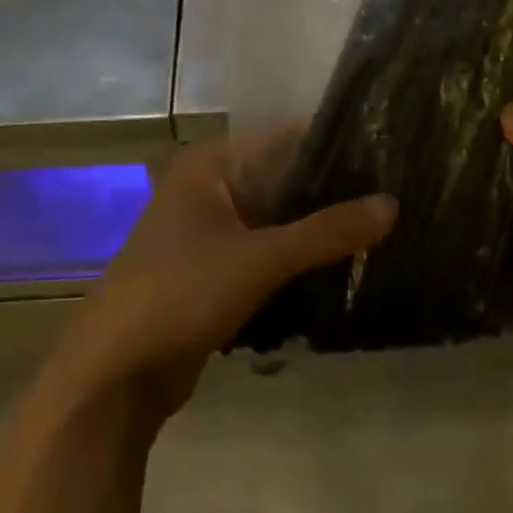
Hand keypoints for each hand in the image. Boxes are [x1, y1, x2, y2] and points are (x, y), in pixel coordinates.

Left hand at [48, 143, 395, 420]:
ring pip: (278, 219)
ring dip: (319, 229)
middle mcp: (209, 188)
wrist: (115, 374)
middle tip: (396, 197)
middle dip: (333, 193)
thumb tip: (394, 204)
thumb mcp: (261, 258)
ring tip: (382, 229)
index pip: (286, 138)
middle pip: (284, 180)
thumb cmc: (181, 294)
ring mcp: (209, 231)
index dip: (336, 147)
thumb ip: (328, 231)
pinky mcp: (214, 271)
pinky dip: (299, 258)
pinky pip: (267, 252)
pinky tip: (345, 265)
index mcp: (210, 165)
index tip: (390, 158)